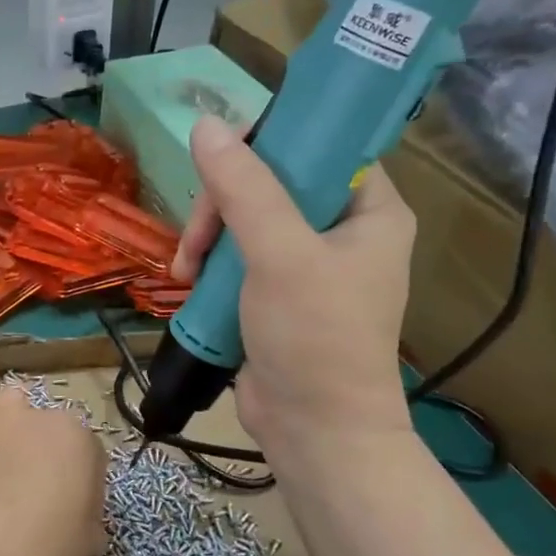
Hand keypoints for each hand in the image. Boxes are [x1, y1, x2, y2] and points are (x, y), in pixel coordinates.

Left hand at [0, 388, 105, 555]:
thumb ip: (87, 521)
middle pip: (47, 429)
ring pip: (5, 407)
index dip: (84, 490)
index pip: (90, 455)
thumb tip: (79, 520)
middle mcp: (32, 413)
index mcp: (74, 438)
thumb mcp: (83, 549)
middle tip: (34, 499)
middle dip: (45, 456)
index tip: (73, 518)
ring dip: (7, 431)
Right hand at [173, 116, 416, 471]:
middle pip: (270, 183)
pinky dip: (208, 264)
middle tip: (198, 239)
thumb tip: (206, 126)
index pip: (321, 145)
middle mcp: (341, 229)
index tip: (222, 162)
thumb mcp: (280, 255)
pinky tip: (188, 282)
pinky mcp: (274, 292)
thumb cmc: (314, 337)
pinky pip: (234, 255)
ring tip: (186, 270)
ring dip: (207, 237)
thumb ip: (244, 189)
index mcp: (369, 210)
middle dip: (223, 205)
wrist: (312, 430)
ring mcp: (305, 263)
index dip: (271, 142)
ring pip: (243, 219)